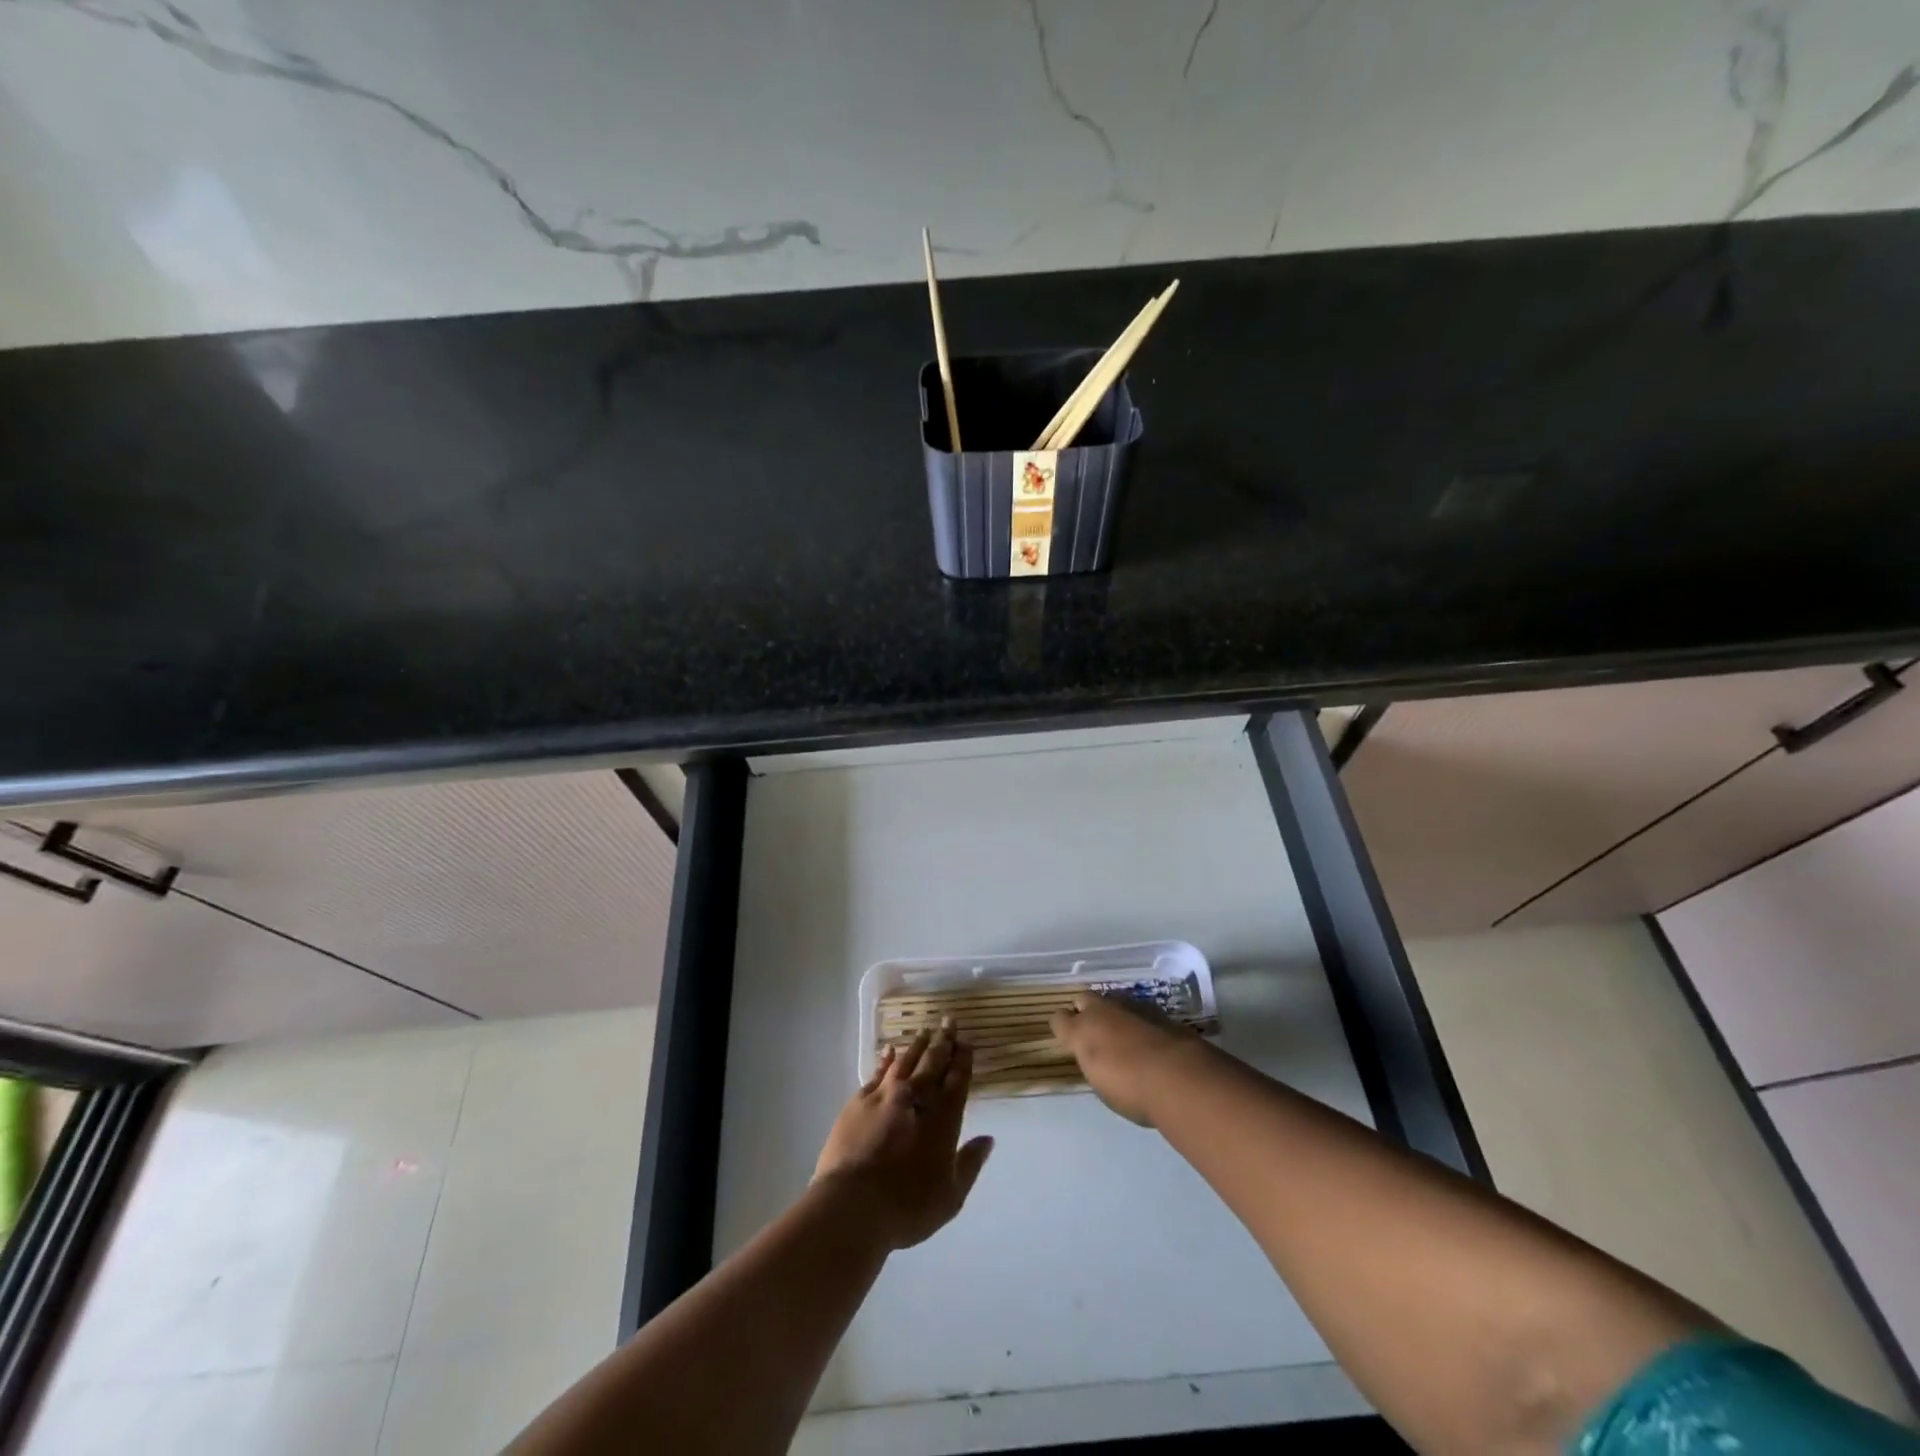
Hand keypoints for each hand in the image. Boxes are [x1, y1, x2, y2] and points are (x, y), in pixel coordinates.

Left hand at [813, 1021, 993, 1249]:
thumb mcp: (950, 1196)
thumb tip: (988, 1139)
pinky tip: (890, 1050)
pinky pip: (877, 1072)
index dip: (962, 1060)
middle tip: (948, 1022)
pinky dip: (886, 1060)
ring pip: (906, 1061)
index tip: (966, 1042)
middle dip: (943, 1042)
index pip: (957, 1081)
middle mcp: (916, 1099)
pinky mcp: (859, 1101)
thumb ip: (969, 1164)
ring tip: (925, 1031)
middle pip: (933, 1063)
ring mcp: (885, 1096)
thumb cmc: (906, 1207)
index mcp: (942, 1119)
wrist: (852, 1206)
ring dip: (917, 1045)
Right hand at [1050, 992, 1210, 1125]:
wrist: (1179, 1077)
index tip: (1069, 1041)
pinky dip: (1138, 1020)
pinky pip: (1137, 1009)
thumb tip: (1100, 1059)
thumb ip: (1096, 1065)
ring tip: (1124, 1035)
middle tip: (1096, 1034)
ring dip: (1113, 1014)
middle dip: (1086, 1012)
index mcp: (1081, 1032)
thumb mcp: (1103, 1087)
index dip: (1063, 1029)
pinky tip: (1148, 1037)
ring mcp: (1129, 1005)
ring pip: (1112, 1000)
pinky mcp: (1156, 1008)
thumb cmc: (1133, 1091)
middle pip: (1084, 999)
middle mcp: (1101, 1011)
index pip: (1059, 1019)